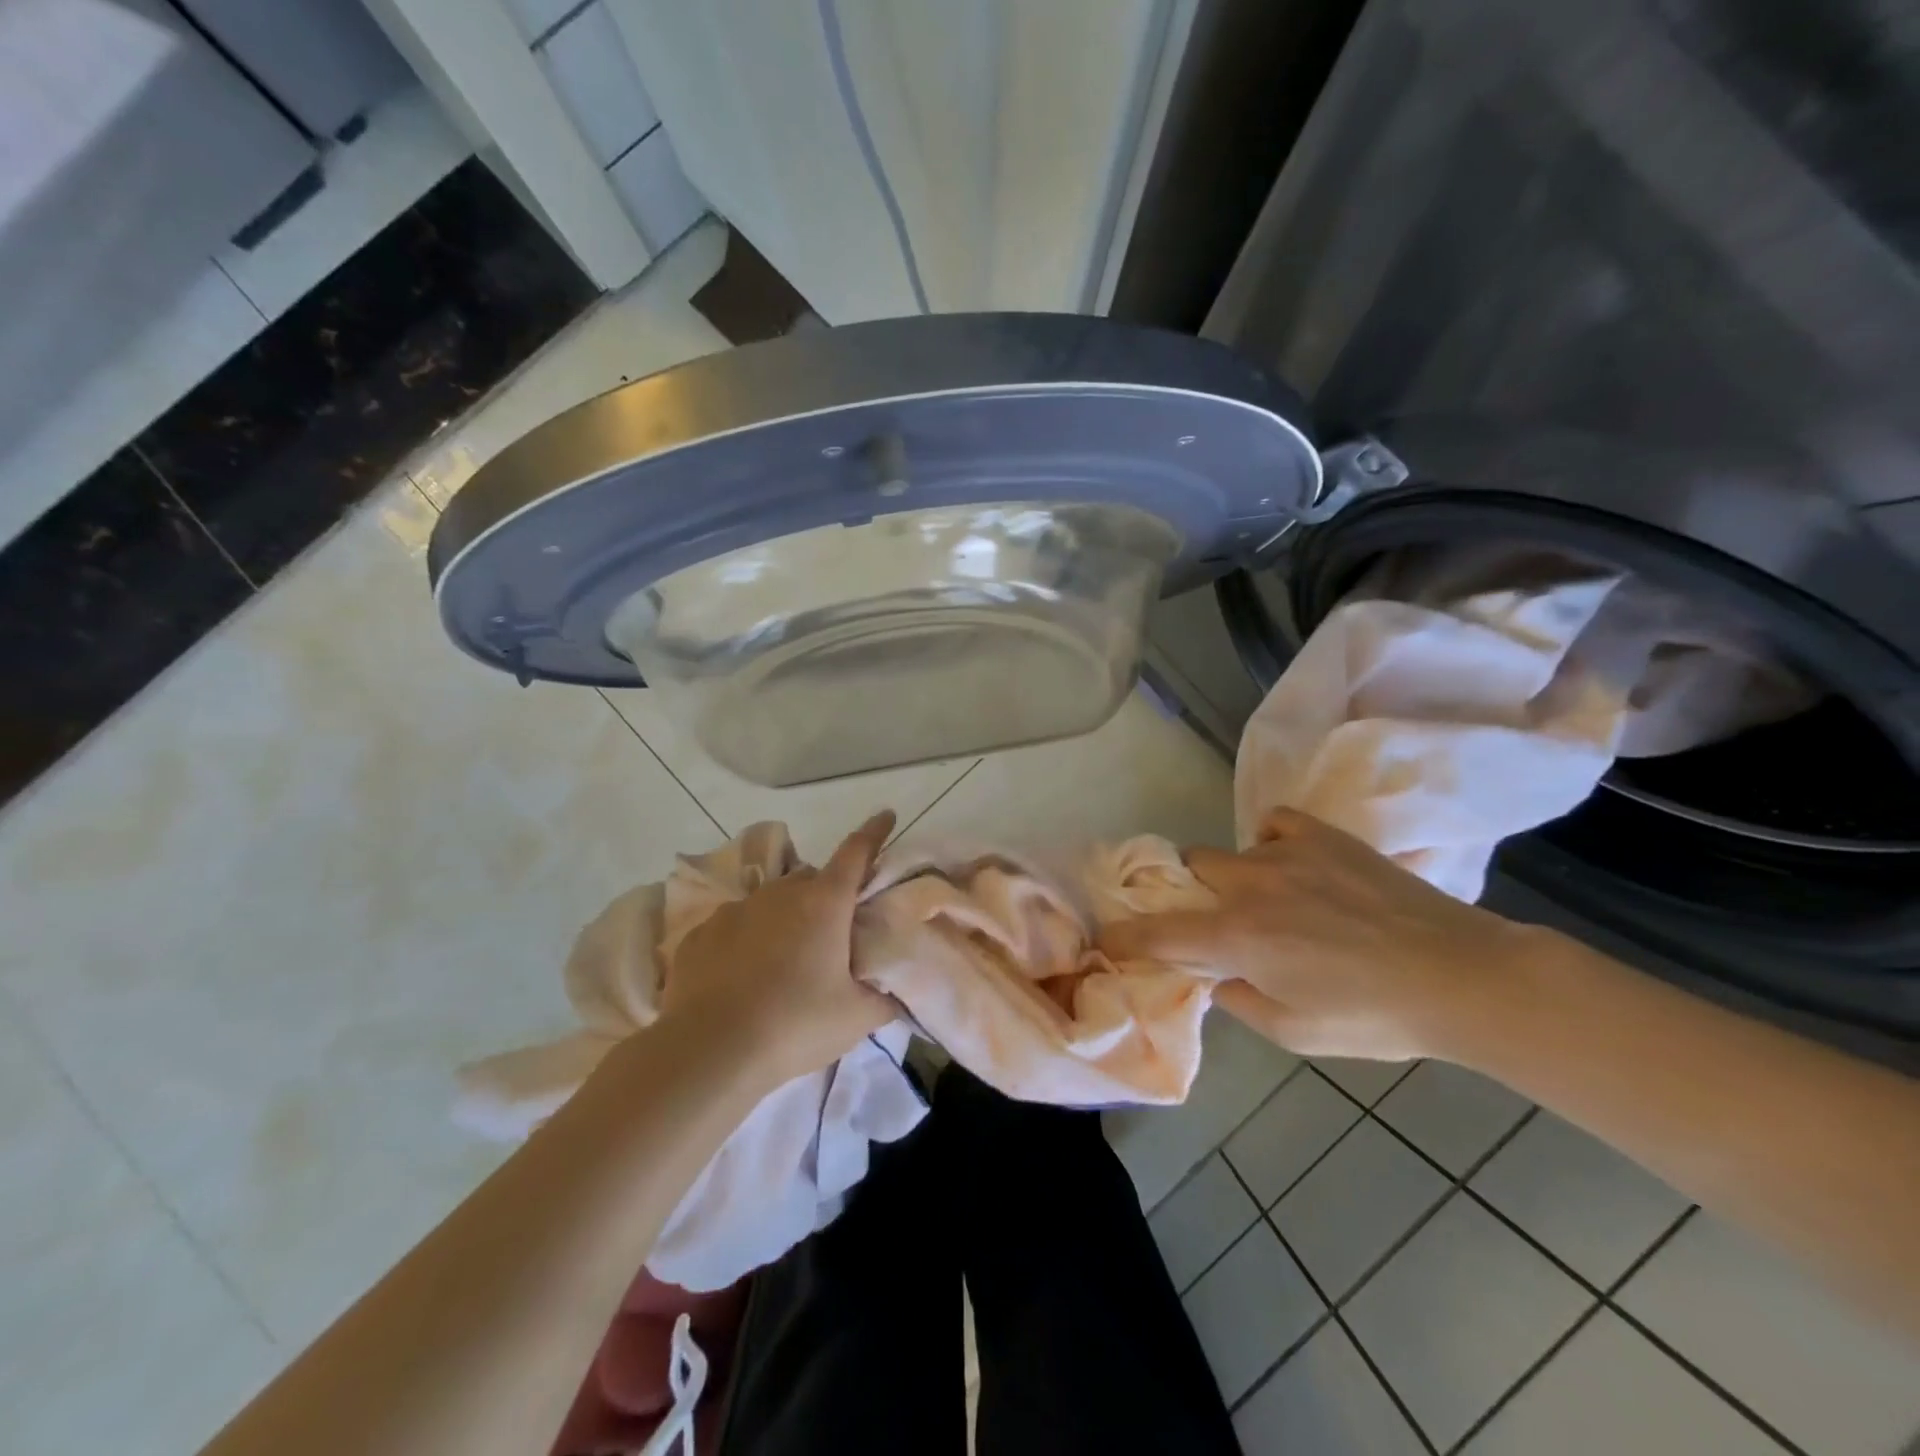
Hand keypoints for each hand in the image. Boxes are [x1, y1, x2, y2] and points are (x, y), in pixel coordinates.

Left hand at [661, 811, 898, 1088]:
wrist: (709, 1052)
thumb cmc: (795, 1025)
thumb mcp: (856, 1018)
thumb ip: (883, 997)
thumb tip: (893, 991)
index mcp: (825, 903)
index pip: (856, 852)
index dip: (874, 832)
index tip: (886, 815)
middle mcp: (781, 893)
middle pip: (812, 879)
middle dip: (826, 895)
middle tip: (831, 934)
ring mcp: (736, 909)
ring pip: (771, 901)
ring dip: (785, 918)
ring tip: (784, 961)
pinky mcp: (702, 933)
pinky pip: (735, 925)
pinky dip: (746, 939)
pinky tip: (743, 976)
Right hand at [1096, 808, 1538, 1061]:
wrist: (1461, 976)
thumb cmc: (1375, 1017)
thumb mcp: (1295, 1034)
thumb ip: (1240, 1001)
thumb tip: (1219, 975)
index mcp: (1237, 937)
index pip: (1159, 932)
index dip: (1126, 937)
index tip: (1110, 941)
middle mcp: (1250, 886)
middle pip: (1190, 869)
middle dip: (1191, 895)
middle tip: (1217, 921)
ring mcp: (1287, 853)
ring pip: (1230, 851)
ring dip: (1233, 878)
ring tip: (1268, 900)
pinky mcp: (1324, 837)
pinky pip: (1274, 824)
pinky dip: (1271, 842)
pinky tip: (1292, 864)